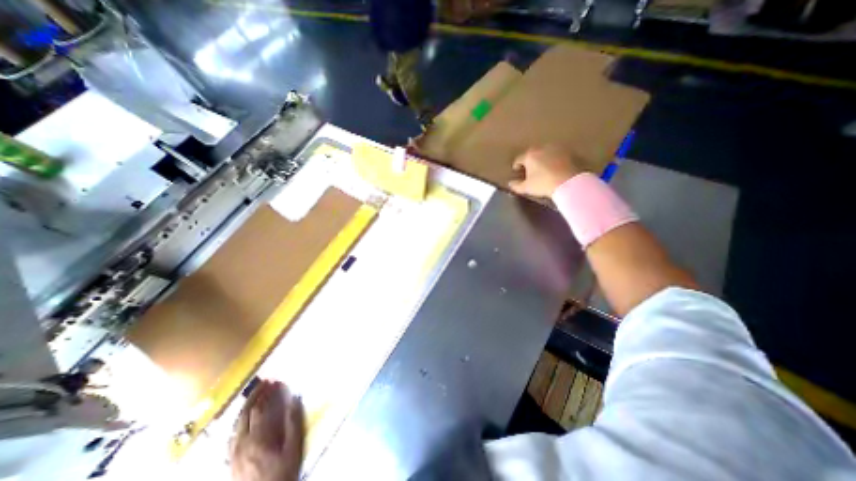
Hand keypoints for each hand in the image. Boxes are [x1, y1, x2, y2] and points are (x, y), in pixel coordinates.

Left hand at [230, 380, 305, 480]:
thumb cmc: (282, 474)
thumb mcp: (293, 448)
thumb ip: (294, 422)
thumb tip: (296, 398)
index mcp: (257, 439)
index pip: (260, 409)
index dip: (267, 393)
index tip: (276, 380)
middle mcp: (241, 444)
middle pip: (245, 414)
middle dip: (255, 395)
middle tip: (265, 381)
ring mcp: (233, 454)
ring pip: (236, 424)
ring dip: (246, 406)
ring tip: (256, 394)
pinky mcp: (231, 461)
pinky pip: (233, 435)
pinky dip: (240, 421)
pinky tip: (245, 418)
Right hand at [504, 147, 584, 199]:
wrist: (569, 182)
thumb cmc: (543, 184)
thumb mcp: (527, 188)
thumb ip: (517, 185)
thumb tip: (510, 183)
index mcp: (529, 155)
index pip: (519, 159)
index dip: (516, 165)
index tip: (517, 170)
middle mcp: (542, 148)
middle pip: (532, 153)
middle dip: (530, 160)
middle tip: (530, 169)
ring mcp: (556, 148)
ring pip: (545, 152)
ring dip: (543, 158)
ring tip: (543, 168)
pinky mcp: (569, 151)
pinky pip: (557, 155)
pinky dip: (555, 159)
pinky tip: (555, 167)